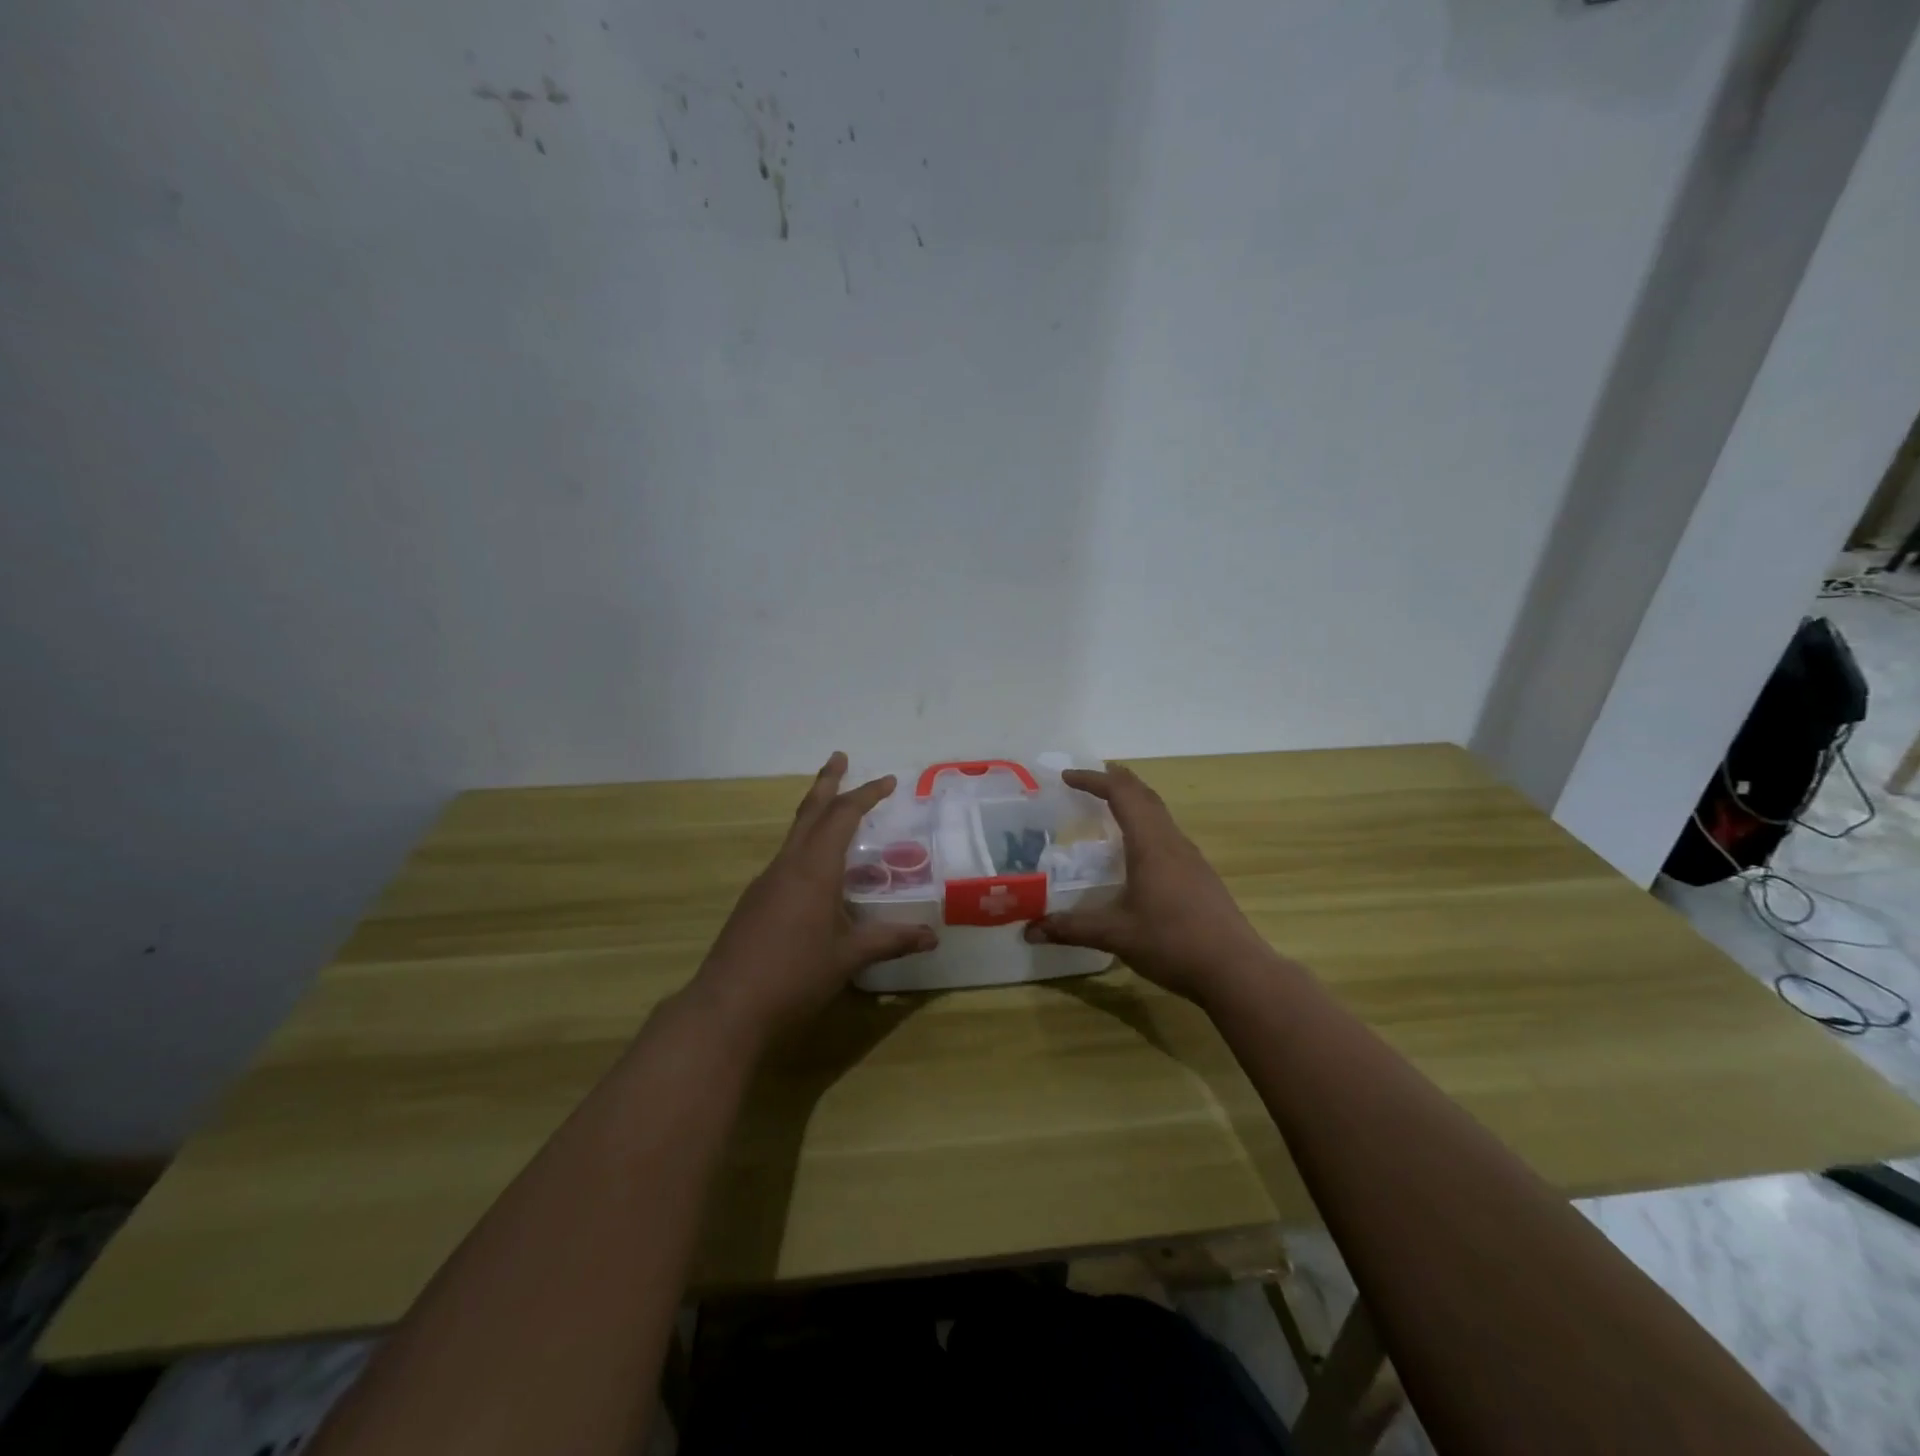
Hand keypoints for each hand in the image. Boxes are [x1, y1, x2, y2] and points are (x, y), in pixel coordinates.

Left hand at [686, 753, 937, 1047]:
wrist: (726, 1008)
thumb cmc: (794, 976)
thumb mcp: (849, 958)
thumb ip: (890, 941)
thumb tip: (932, 938)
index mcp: (814, 869)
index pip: (842, 816)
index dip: (866, 795)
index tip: (889, 781)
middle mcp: (787, 866)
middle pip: (809, 812)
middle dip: (827, 782)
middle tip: (840, 758)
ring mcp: (765, 883)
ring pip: (794, 835)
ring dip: (815, 815)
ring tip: (835, 812)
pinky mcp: (753, 903)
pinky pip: (786, 861)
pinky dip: (805, 848)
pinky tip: (816, 873)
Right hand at [1025, 764, 1277, 1003]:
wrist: (1236, 970)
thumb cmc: (1173, 943)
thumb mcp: (1115, 935)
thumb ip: (1071, 928)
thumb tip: (1030, 931)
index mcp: (1151, 844)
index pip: (1121, 793)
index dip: (1093, 780)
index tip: (1067, 777)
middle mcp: (1172, 841)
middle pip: (1144, 794)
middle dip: (1114, 780)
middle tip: (1086, 781)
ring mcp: (1191, 857)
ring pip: (1159, 813)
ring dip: (1133, 801)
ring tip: (1107, 808)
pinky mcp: (1200, 875)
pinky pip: (1167, 833)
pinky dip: (1145, 824)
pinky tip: (1135, 851)